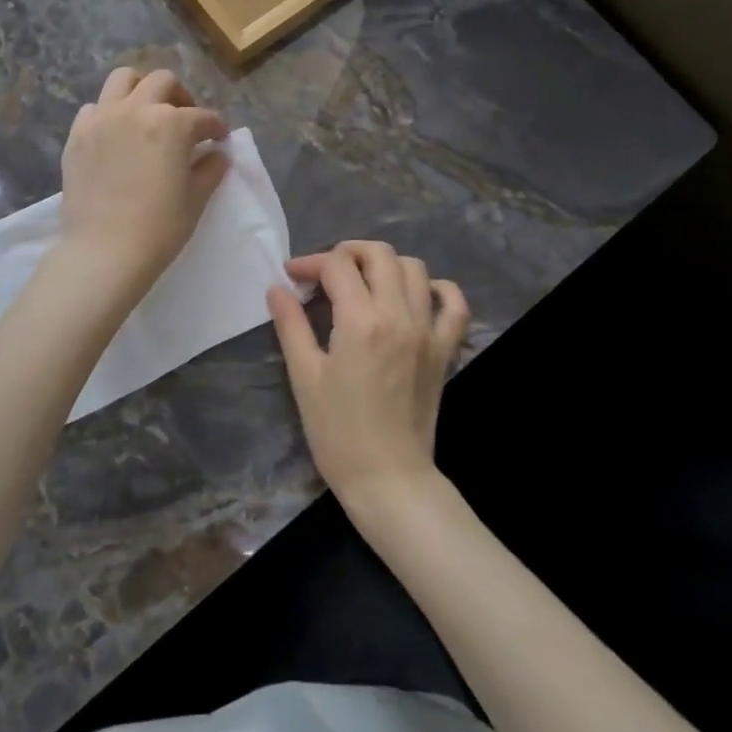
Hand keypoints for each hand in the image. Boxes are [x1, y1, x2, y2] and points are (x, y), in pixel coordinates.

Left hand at [58, 68, 229, 297]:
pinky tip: (116, 135)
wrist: (104, 252)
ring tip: (148, 113)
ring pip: (123, 79)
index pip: (202, 117)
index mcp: (171, 124)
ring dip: (141, 89)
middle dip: (180, 97)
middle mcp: (136, 110)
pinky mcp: (77, 135)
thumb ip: (210, 170)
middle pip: (162, 83)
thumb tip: (217, 154)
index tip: (219, 138)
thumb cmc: (158, 229)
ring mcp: (102, 119)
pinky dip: (109, 113)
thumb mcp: (195, 200)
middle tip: (186, 120)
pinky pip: (95, 108)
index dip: (216, 127)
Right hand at [267, 241, 469, 507]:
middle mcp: (399, 315)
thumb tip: (277, 288)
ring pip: (414, 268)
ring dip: (385, 265)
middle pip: (379, 254)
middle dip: (347, 252)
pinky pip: (453, 303)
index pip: (337, 266)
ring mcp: (428, 331)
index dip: (310, 263)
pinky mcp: (445, 349)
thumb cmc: (337, 432)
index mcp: (361, 321)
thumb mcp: (304, 376)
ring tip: (362, 283)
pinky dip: (436, 288)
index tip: (292, 277)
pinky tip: (414, 296)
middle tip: (325, 273)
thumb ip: (291, 325)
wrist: (389, 479)